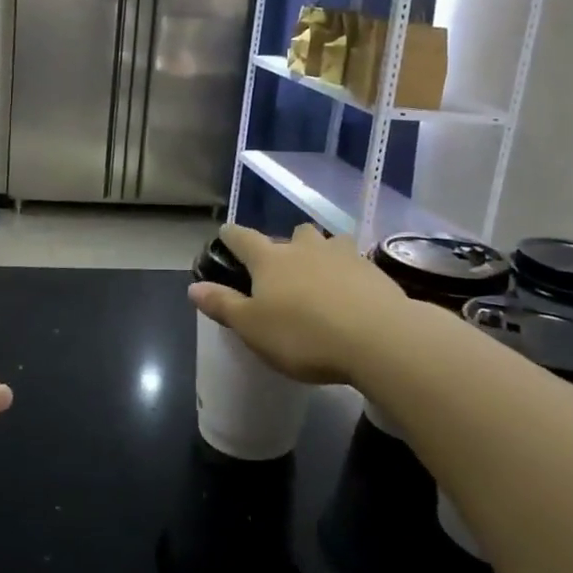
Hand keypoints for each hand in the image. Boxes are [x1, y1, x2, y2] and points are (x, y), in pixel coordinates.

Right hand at [188, 223, 410, 383]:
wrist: (378, 338)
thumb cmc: (303, 335)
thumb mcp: (253, 328)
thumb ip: (223, 305)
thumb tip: (194, 287)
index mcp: (270, 260)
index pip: (243, 238)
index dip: (231, 235)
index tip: (225, 234)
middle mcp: (305, 248)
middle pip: (293, 234)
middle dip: (286, 245)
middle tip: (284, 268)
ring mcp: (343, 255)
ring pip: (328, 243)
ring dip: (322, 253)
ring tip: (322, 276)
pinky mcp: (374, 270)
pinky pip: (355, 263)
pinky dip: (349, 273)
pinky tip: (352, 294)